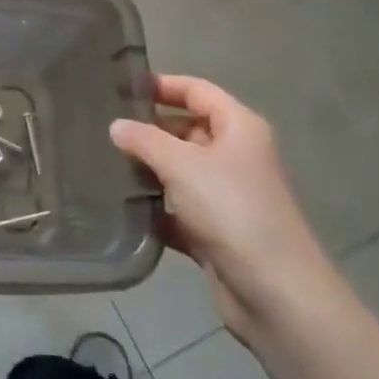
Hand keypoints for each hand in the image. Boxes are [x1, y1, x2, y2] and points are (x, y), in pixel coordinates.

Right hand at [112, 76, 345, 348]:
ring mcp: (227, 196)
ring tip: (103, 162)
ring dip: (148, 169)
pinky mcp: (216, 232)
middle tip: (103, 127)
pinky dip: (156, 207)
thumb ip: (144, 139)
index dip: (162, 84)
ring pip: (180, 171)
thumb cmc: (232, 211)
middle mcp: (236, 156)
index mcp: (239, 129)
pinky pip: (178, 209)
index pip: (197, 91)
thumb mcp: (181, 164)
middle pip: (186, 129)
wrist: (276, 295)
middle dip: (149, 128)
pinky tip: (122, 206)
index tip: (122, 87)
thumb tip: (116, 125)